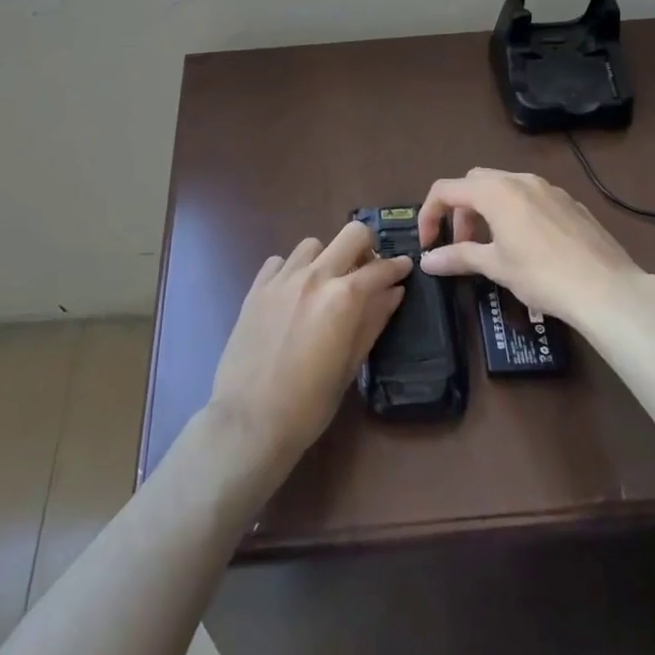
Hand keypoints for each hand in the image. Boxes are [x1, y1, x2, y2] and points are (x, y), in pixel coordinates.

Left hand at [208, 220, 410, 474]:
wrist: (249, 419)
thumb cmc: (310, 403)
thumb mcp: (351, 364)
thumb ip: (373, 320)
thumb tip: (394, 291)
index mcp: (343, 297)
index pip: (380, 269)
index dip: (397, 267)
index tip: (404, 268)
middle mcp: (315, 276)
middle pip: (351, 235)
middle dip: (367, 247)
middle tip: (367, 271)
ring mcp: (282, 278)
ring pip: (313, 244)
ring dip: (326, 258)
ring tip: (325, 285)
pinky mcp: (257, 287)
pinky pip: (280, 261)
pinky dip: (292, 269)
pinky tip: (292, 294)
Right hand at [417, 169, 643, 325]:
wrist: (607, 288)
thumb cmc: (542, 275)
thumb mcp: (496, 266)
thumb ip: (458, 257)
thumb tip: (427, 260)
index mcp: (495, 191)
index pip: (446, 189)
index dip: (429, 214)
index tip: (428, 243)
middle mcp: (520, 179)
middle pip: (474, 182)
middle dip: (460, 210)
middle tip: (462, 244)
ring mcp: (549, 188)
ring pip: (505, 187)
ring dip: (487, 210)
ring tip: (492, 246)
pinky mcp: (570, 202)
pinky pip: (531, 197)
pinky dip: (515, 212)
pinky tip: (528, 246)